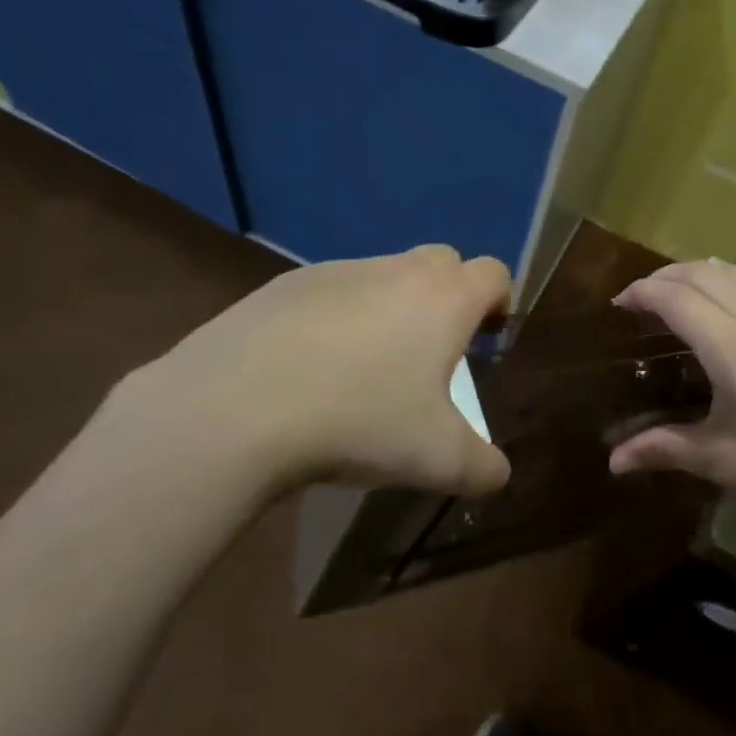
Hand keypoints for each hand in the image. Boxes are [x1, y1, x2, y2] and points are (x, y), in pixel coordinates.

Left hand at [112, 246, 511, 498]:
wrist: (235, 408)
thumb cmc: (358, 421)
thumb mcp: (435, 460)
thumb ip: (481, 467)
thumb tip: (498, 473)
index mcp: (444, 299)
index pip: (494, 273)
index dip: (500, 301)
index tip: (487, 340)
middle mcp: (398, 270)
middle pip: (443, 262)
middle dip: (449, 297)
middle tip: (432, 353)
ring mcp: (339, 270)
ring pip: (384, 275)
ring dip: (391, 307)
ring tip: (365, 368)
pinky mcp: (287, 284)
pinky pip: (331, 291)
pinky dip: (337, 318)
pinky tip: (310, 368)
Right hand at [608, 261, 735, 550]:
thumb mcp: (725, 460)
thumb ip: (666, 449)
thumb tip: (612, 461)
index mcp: (734, 346)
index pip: (677, 297)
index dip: (642, 292)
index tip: (617, 304)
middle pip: (702, 272)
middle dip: (664, 276)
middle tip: (639, 299)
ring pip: (733, 271)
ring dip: (696, 272)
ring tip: (676, 296)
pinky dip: (725, 281)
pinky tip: (724, 312)